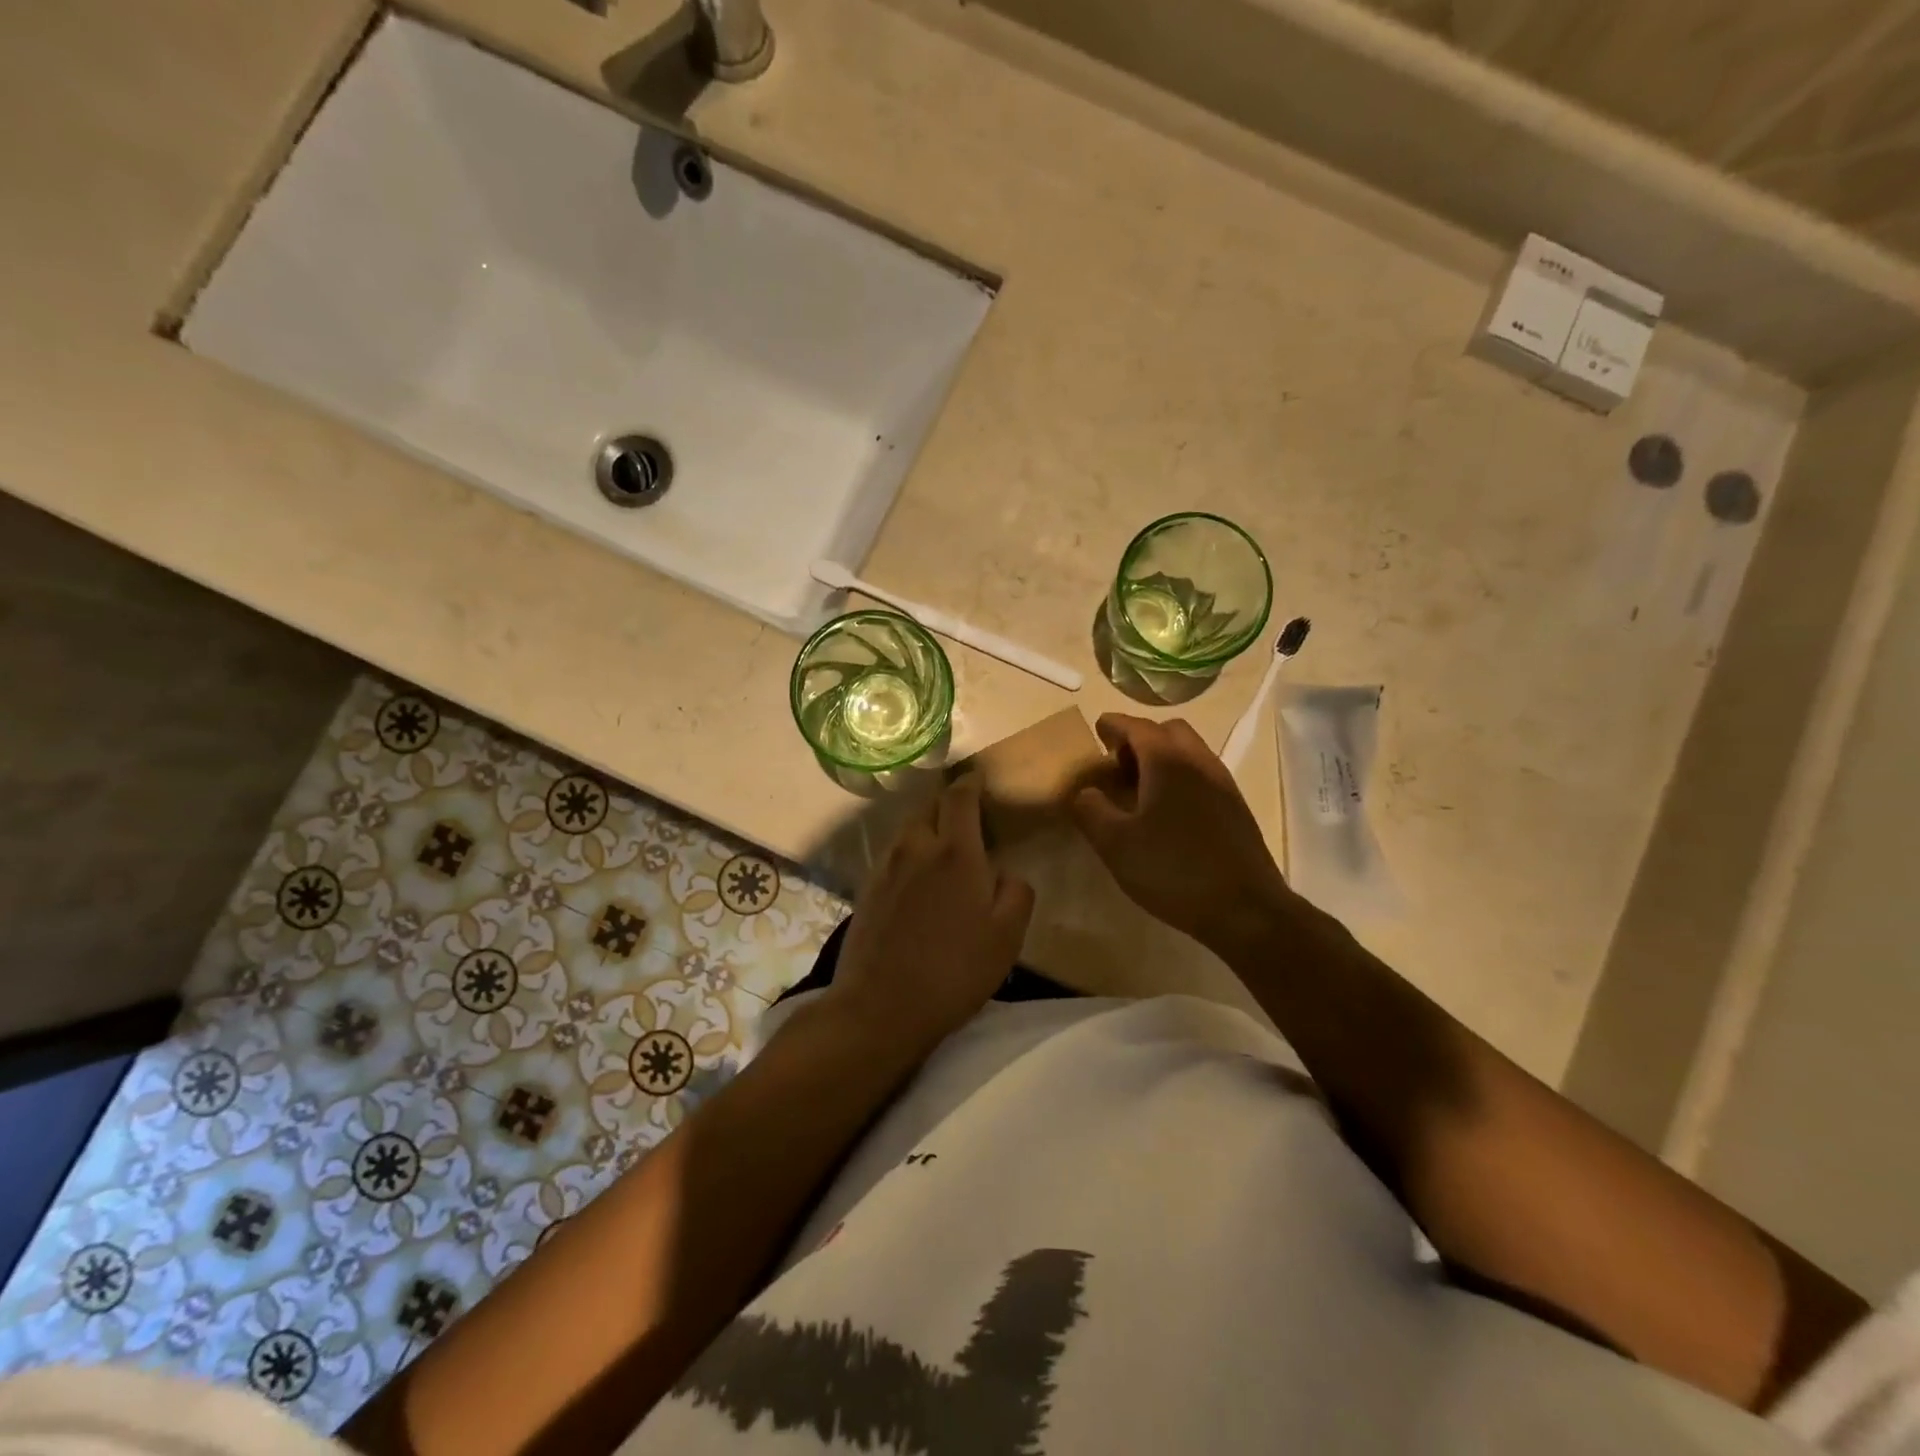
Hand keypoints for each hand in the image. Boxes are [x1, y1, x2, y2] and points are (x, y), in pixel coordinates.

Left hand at [825, 775, 1034, 1056]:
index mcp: (956, 852)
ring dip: (927, 828)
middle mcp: (916, 848)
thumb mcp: (1008, 936)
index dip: (971, 783)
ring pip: (908, 830)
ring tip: (943, 846)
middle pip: (929, 807)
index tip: (979, 779)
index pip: (960, 797)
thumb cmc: (954, 970)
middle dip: (948, 803)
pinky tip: (918, 879)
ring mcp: (886, 867)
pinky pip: (893, 855)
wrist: (881, 1006)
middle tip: (966, 816)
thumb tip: (1003, 871)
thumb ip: (1016, 891)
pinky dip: (909, 853)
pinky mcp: (866, 889)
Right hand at [1069, 713, 1292, 951]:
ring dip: (1163, 757)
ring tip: (1140, 789)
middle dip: (1140, 738)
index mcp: (1168, 762)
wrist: (1246, 909)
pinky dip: (1181, 777)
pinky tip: (1168, 812)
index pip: (1137, 726)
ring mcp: (1223, 784)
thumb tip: (1084, 792)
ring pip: (1190, 752)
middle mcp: (1199, 762)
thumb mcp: (1116, 845)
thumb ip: (1091, 811)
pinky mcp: (1236, 808)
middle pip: (1168, 731)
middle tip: (1118, 764)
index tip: (1097, 730)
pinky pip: (1203, 774)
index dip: (1114, 725)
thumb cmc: (1174, 870)